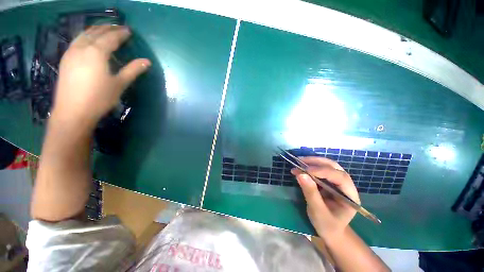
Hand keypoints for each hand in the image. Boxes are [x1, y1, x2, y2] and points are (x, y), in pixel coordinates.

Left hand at [52, 25, 150, 126]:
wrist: (73, 112)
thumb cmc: (99, 98)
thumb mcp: (119, 84)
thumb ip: (133, 70)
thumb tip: (147, 61)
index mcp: (96, 52)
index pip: (111, 38)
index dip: (121, 33)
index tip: (129, 30)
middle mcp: (82, 47)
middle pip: (96, 32)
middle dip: (108, 28)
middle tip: (118, 27)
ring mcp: (71, 52)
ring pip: (84, 34)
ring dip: (95, 29)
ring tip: (104, 29)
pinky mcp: (65, 59)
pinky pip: (76, 40)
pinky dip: (85, 36)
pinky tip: (88, 39)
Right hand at [291, 157, 359, 240]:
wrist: (330, 230)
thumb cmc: (327, 225)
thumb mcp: (318, 212)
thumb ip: (311, 193)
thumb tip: (301, 174)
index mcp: (350, 196)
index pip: (340, 178)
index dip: (324, 171)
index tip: (306, 170)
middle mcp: (346, 185)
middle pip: (334, 167)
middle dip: (317, 162)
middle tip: (300, 161)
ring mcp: (337, 182)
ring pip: (327, 165)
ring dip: (312, 162)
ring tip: (298, 162)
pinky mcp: (328, 181)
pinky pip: (319, 170)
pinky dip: (309, 167)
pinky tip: (299, 167)